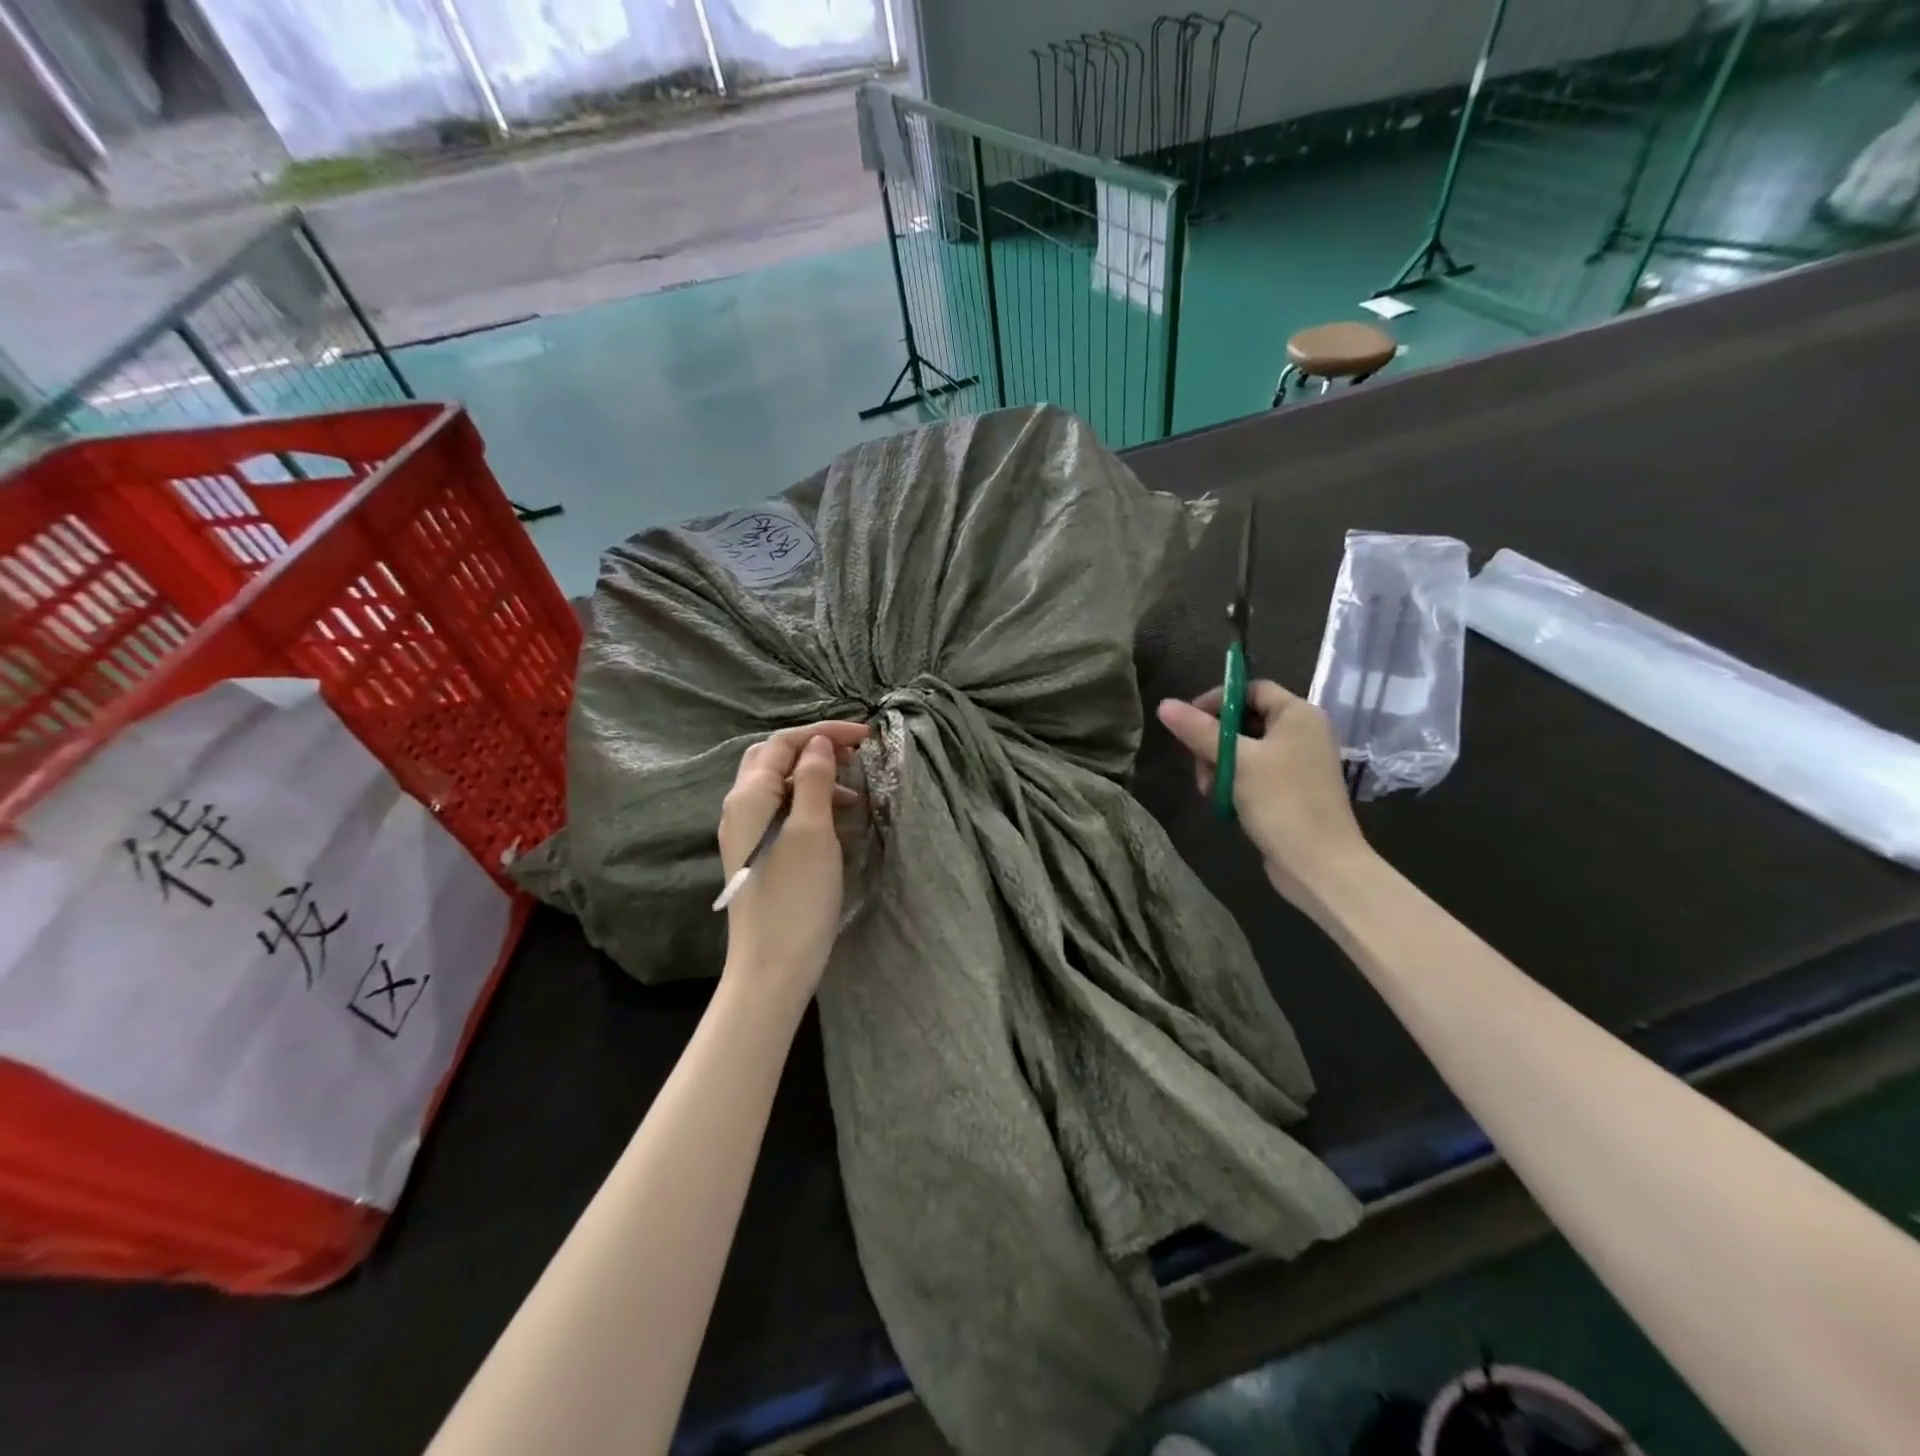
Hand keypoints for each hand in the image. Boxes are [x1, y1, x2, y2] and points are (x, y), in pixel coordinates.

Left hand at [718, 721, 869, 1002]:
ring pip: (778, 784)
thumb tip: (818, 745)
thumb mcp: (813, 830)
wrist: (772, 965)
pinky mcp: (758, 853)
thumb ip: (814, 780)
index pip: (783, 743)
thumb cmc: (797, 896)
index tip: (865, 736)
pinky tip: (836, 818)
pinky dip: (809, 802)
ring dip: (814, 776)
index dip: (824, 732)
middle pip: (774, 758)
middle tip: (853, 754)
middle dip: (813, 748)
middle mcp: (740, 808)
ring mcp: (746, 832)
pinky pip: (782, 810)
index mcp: (749, 796)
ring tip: (853, 790)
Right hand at [1157, 680, 1372, 904]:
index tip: (1188, 722)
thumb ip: (1199, 731)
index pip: (1251, 689)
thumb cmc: (1282, 802)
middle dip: (1213, 740)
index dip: (1217, 700)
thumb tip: (1164, 704)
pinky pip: (1253, 773)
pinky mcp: (1290, 790)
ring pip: (1244, 750)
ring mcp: (1297, 763)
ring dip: (1219, 766)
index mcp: (1298, 714)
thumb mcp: (1236, 761)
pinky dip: (1234, 782)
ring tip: (1210, 790)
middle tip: (1197, 763)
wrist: (1320, 865)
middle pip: (1245, 719)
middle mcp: (1302, 732)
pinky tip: (1222, 802)